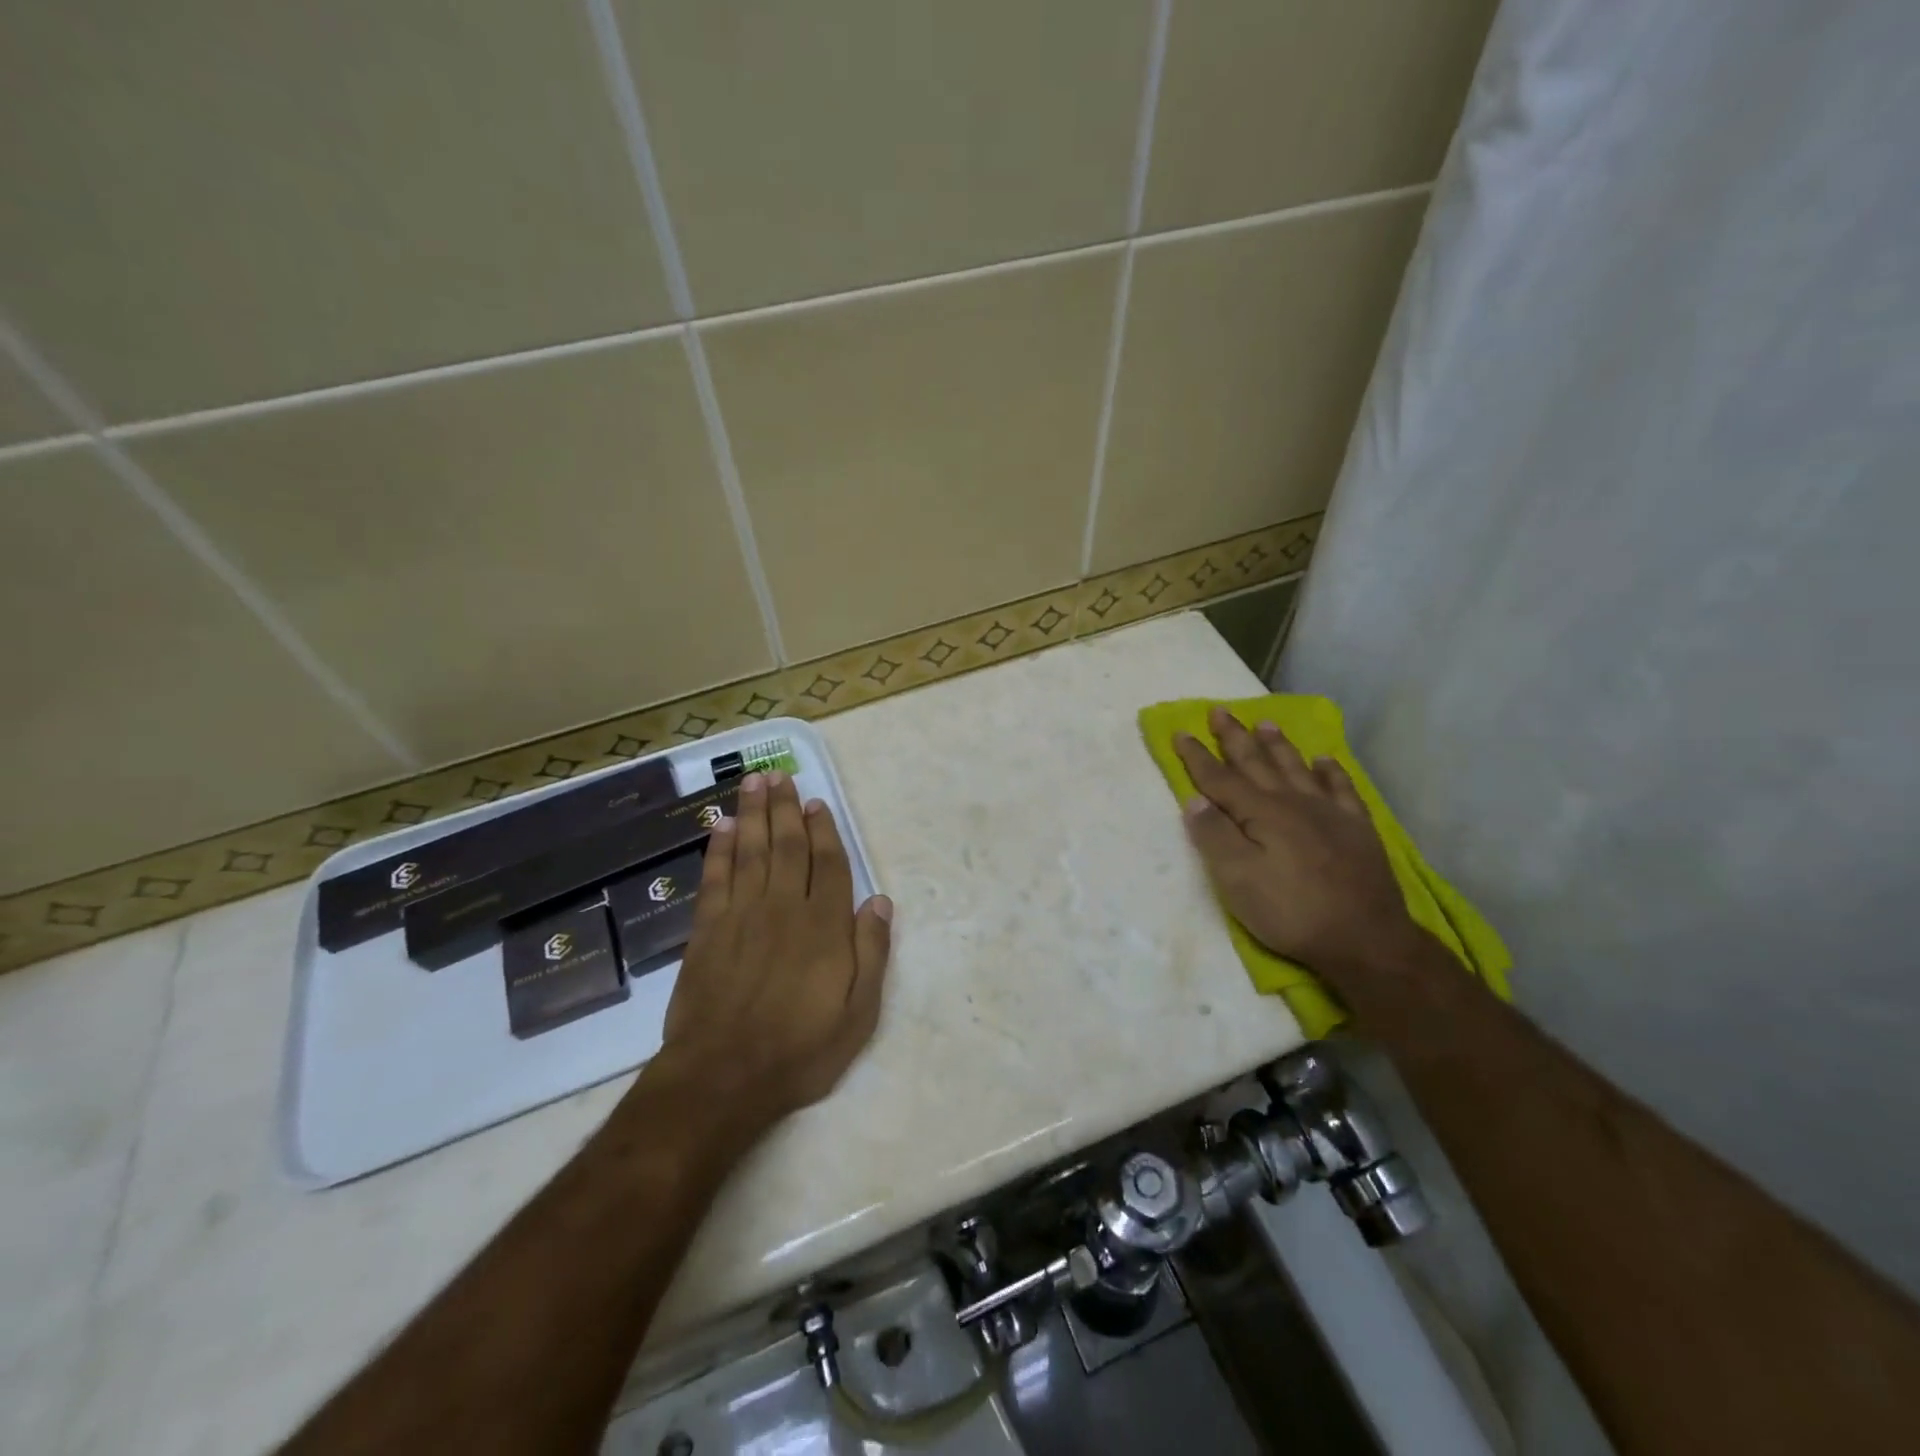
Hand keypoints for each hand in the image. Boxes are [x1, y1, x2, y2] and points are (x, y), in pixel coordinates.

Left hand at [657, 770, 892, 1132]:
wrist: (723, 1077)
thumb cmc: (800, 1049)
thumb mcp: (858, 1013)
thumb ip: (871, 952)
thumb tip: (881, 900)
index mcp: (824, 926)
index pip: (828, 865)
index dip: (824, 831)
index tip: (817, 803)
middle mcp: (783, 908)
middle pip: (786, 846)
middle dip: (785, 808)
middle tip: (781, 774)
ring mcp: (741, 916)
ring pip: (750, 851)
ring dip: (753, 813)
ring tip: (754, 782)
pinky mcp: (706, 931)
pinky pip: (715, 878)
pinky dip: (719, 848)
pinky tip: (721, 826)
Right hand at [1175, 707, 1420, 980]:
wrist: (1366, 938)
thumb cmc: (1291, 911)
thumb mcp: (1238, 880)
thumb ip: (1214, 836)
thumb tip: (1194, 799)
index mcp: (1260, 813)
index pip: (1219, 779)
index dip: (1197, 756)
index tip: (1181, 732)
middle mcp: (1292, 802)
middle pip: (1257, 762)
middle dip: (1235, 737)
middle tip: (1220, 711)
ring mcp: (1329, 813)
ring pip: (1296, 767)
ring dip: (1278, 745)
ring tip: (1265, 723)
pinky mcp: (1357, 829)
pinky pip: (1342, 789)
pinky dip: (1330, 771)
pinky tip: (1324, 760)